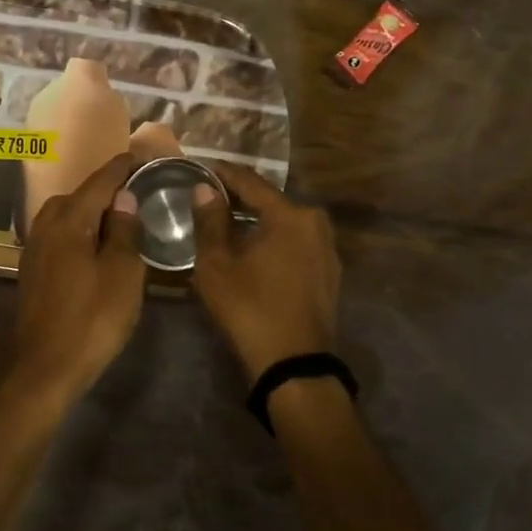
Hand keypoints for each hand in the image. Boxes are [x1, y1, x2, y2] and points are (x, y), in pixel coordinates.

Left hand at [10, 152, 145, 397]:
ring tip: (118, 218)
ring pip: (65, 216)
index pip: (98, 182)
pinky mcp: (33, 271)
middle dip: (105, 189)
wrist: (46, 368)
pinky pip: (59, 236)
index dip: (120, 168)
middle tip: (135, 191)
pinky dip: (79, 231)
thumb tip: (124, 198)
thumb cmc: (92, 319)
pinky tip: (95, 246)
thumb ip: (124, 231)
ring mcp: (35, 249)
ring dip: (90, 212)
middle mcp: (46, 227)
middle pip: (78, 196)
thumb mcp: (122, 273)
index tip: (139, 156)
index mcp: (68, 221)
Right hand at [192, 163, 340, 381]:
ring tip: (228, 223)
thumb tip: (205, 189)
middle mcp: (316, 224)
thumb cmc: (249, 308)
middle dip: (240, 198)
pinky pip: (295, 244)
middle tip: (211, 197)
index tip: (202, 167)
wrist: (293, 363)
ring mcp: (328, 250)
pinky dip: (274, 240)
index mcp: (290, 215)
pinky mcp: (329, 273)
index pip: (251, 183)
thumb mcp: (217, 264)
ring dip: (258, 221)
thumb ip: (210, 221)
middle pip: (271, 202)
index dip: (224, 174)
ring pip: (285, 224)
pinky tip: (254, 250)